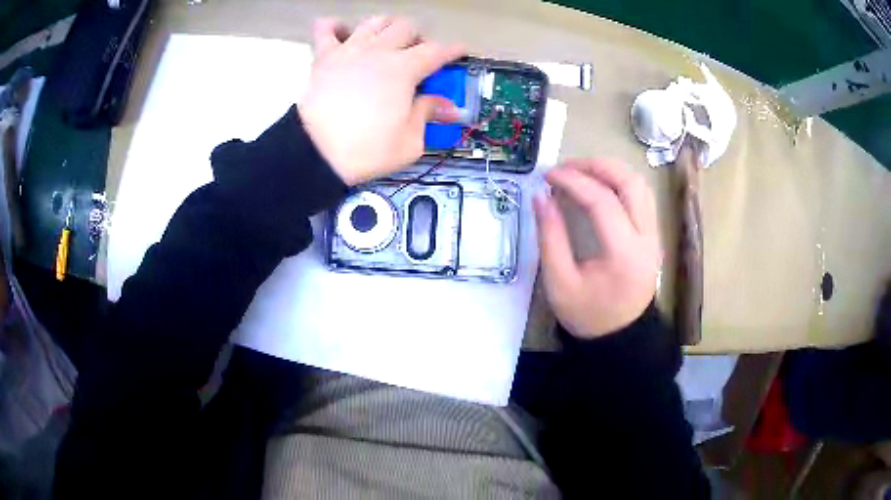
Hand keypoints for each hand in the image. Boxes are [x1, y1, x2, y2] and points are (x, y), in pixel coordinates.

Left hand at [299, 16, 464, 185]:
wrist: (316, 154)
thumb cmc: (365, 150)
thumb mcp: (409, 142)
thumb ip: (428, 115)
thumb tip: (448, 107)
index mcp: (404, 70)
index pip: (437, 51)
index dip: (452, 50)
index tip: (460, 51)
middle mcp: (379, 51)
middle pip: (407, 27)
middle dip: (418, 38)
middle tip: (418, 55)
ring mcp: (349, 50)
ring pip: (375, 21)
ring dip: (387, 27)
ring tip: (387, 42)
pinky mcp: (324, 57)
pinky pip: (326, 28)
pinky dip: (336, 26)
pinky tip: (343, 34)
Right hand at [533, 159, 661, 338]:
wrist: (621, 338)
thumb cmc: (588, 316)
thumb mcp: (559, 283)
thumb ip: (550, 236)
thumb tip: (541, 196)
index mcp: (624, 254)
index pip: (602, 201)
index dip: (573, 181)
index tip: (548, 175)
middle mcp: (647, 238)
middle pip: (630, 183)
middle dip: (596, 166)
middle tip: (566, 167)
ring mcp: (654, 235)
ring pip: (639, 185)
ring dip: (610, 171)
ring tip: (581, 172)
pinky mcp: (653, 236)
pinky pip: (641, 196)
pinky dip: (620, 182)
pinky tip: (599, 186)